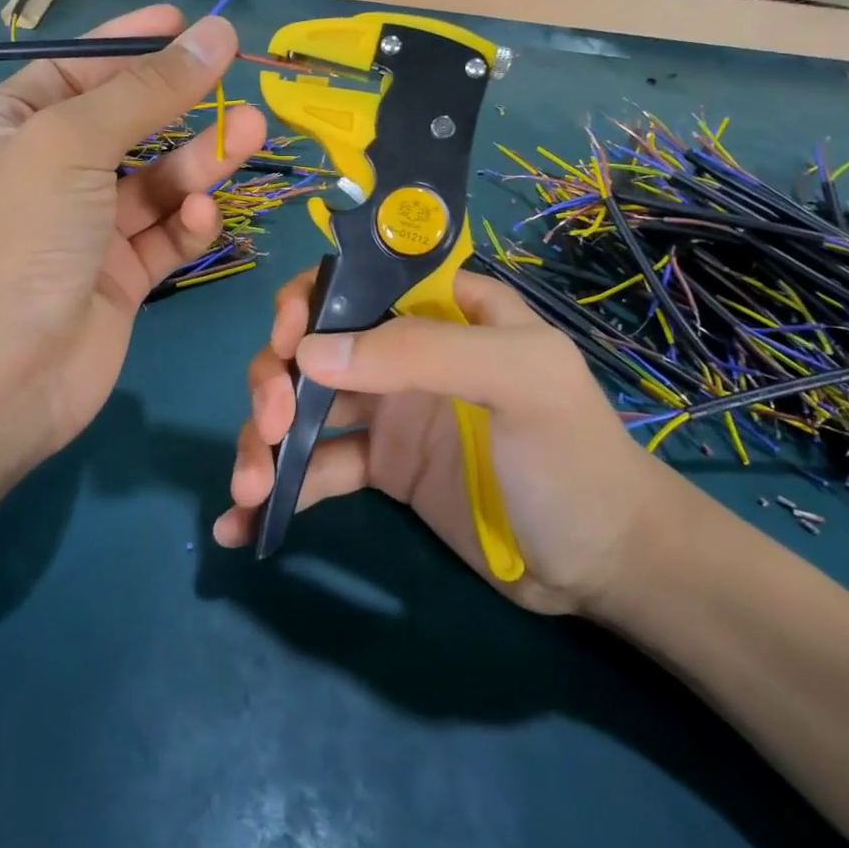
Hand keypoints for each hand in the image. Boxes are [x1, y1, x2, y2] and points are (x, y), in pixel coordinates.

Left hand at [0, 4, 266, 472]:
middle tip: (237, 85)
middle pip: (127, 126)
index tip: (187, 24)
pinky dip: (186, 224)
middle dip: (181, 106)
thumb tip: (214, 33)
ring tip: (252, 133)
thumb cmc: (16, 237)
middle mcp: (44, 177)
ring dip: (201, 162)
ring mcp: (84, 232)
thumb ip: (148, 90)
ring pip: (156, 183)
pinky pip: (163, 237)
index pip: (76, 71)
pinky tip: (201, 217)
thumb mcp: (71, 142)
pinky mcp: (119, 279)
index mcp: (7, 130)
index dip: (131, 45)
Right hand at [214, 268, 687, 616]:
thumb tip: (309, 352)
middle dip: (275, 378)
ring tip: (249, 488)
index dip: (308, 303)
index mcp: (442, 311)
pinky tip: (244, 522)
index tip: (287, 345)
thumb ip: (423, 352)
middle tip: (272, 424)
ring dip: (265, 439)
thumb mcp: (520, 382)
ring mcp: (388, 411)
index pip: (358, 282)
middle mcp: (405, 352)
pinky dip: (279, 488)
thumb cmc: (573, 456)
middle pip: (314, 345)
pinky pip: (316, 467)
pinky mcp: (380, 468)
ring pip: (303, 406)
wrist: (604, 564)